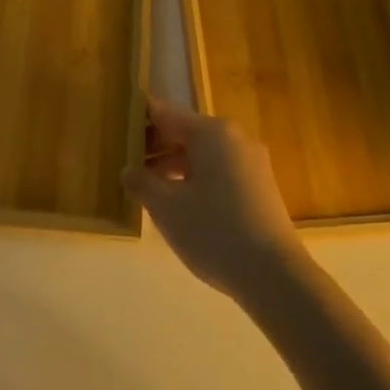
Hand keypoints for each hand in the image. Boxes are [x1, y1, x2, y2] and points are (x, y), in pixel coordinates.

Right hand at [123, 97, 304, 300]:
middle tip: (124, 163)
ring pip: (202, 153)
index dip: (138, 118)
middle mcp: (234, 137)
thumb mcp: (165, 208)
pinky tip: (178, 203)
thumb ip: (141, 183)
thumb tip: (128, 171)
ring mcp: (251, 162)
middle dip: (154, 146)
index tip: (115, 128)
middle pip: (185, 132)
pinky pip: (218, 170)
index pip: (165, 113)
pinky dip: (194, 178)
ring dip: (173, 165)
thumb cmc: (214, 231)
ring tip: (146, 187)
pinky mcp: (259, 186)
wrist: (275, 276)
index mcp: (211, 132)